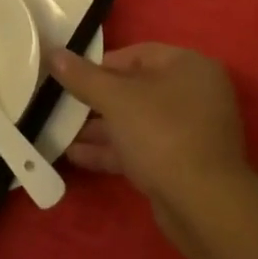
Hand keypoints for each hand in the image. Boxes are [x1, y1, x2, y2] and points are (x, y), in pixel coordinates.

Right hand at [50, 43, 247, 206]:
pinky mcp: (182, 164)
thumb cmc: (162, 134)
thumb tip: (54, 53)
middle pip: (137, 88)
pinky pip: (143, 148)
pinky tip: (76, 155)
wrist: (203, 206)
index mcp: (189, 66)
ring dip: (101, 128)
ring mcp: (191, 132)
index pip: (139, 53)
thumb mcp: (116, 99)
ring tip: (60, 132)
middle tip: (63, 104)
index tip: (72, 77)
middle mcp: (195, 94)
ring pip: (138, 121)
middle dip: (97, 100)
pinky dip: (113, 150)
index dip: (102, 64)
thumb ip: (83, 77)